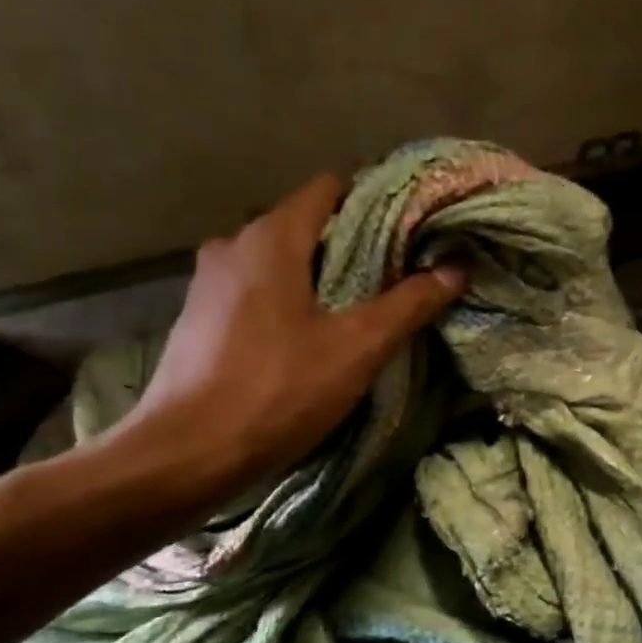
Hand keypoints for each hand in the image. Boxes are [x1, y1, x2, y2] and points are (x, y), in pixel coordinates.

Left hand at [113, 174, 465, 500]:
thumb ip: (408, 304)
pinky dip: (286, 300)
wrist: (186, 453)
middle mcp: (233, 244)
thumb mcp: (356, 348)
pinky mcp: (198, 317)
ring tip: (357, 310)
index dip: (374, 202)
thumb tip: (455, 269)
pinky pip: (255, 290)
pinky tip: (307, 338)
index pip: (330, 188)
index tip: (409, 232)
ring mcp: (209, 281)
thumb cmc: (277, 390)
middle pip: (305, 225)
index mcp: (271, 237)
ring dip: (317, 277)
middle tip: (395, 278)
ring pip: (278, 260)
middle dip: (351, 246)